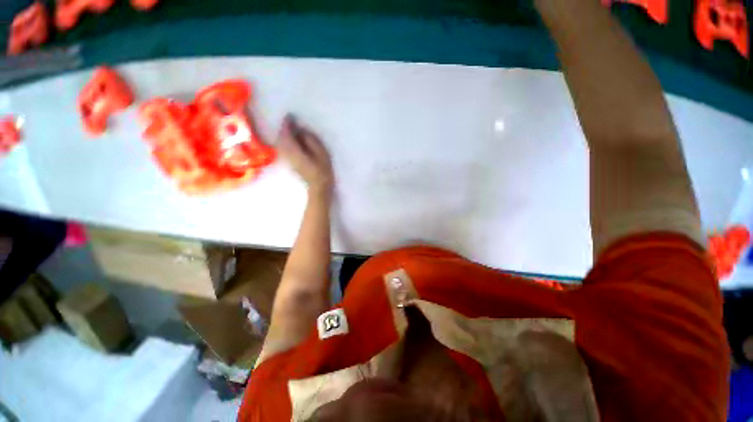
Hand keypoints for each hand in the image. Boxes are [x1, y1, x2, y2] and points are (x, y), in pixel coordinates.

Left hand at [277, 114, 333, 192]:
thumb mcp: (321, 154)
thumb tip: (302, 130)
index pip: (286, 134)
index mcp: (295, 151)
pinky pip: (283, 148)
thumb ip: (311, 140)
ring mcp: (287, 159)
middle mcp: (287, 154)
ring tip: (291, 129)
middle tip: (291, 121)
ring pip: (280, 143)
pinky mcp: (289, 163)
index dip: (287, 124)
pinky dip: (285, 141)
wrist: (318, 187)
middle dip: (284, 128)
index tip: (290, 116)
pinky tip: (292, 140)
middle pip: (281, 138)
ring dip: (284, 135)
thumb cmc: (323, 171)